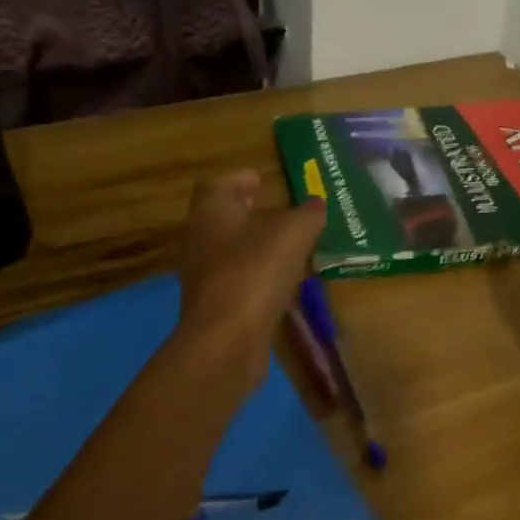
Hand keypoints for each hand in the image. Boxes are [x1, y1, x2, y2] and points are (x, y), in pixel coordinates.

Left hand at [178, 170, 326, 382]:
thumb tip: (317, 204)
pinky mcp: (217, 308)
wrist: (226, 340)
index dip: (239, 179)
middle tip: (278, 211)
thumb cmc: (254, 273)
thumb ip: (308, 215)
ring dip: (256, 247)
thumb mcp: (292, 234)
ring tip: (288, 247)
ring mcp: (206, 277)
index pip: (218, 185)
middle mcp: (201, 241)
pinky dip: (259, 277)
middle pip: (222, 219)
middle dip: (248, 213)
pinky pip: (240, 282)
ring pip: (231, 252)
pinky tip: (283, 283)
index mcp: (211, 212)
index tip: (260, 179)